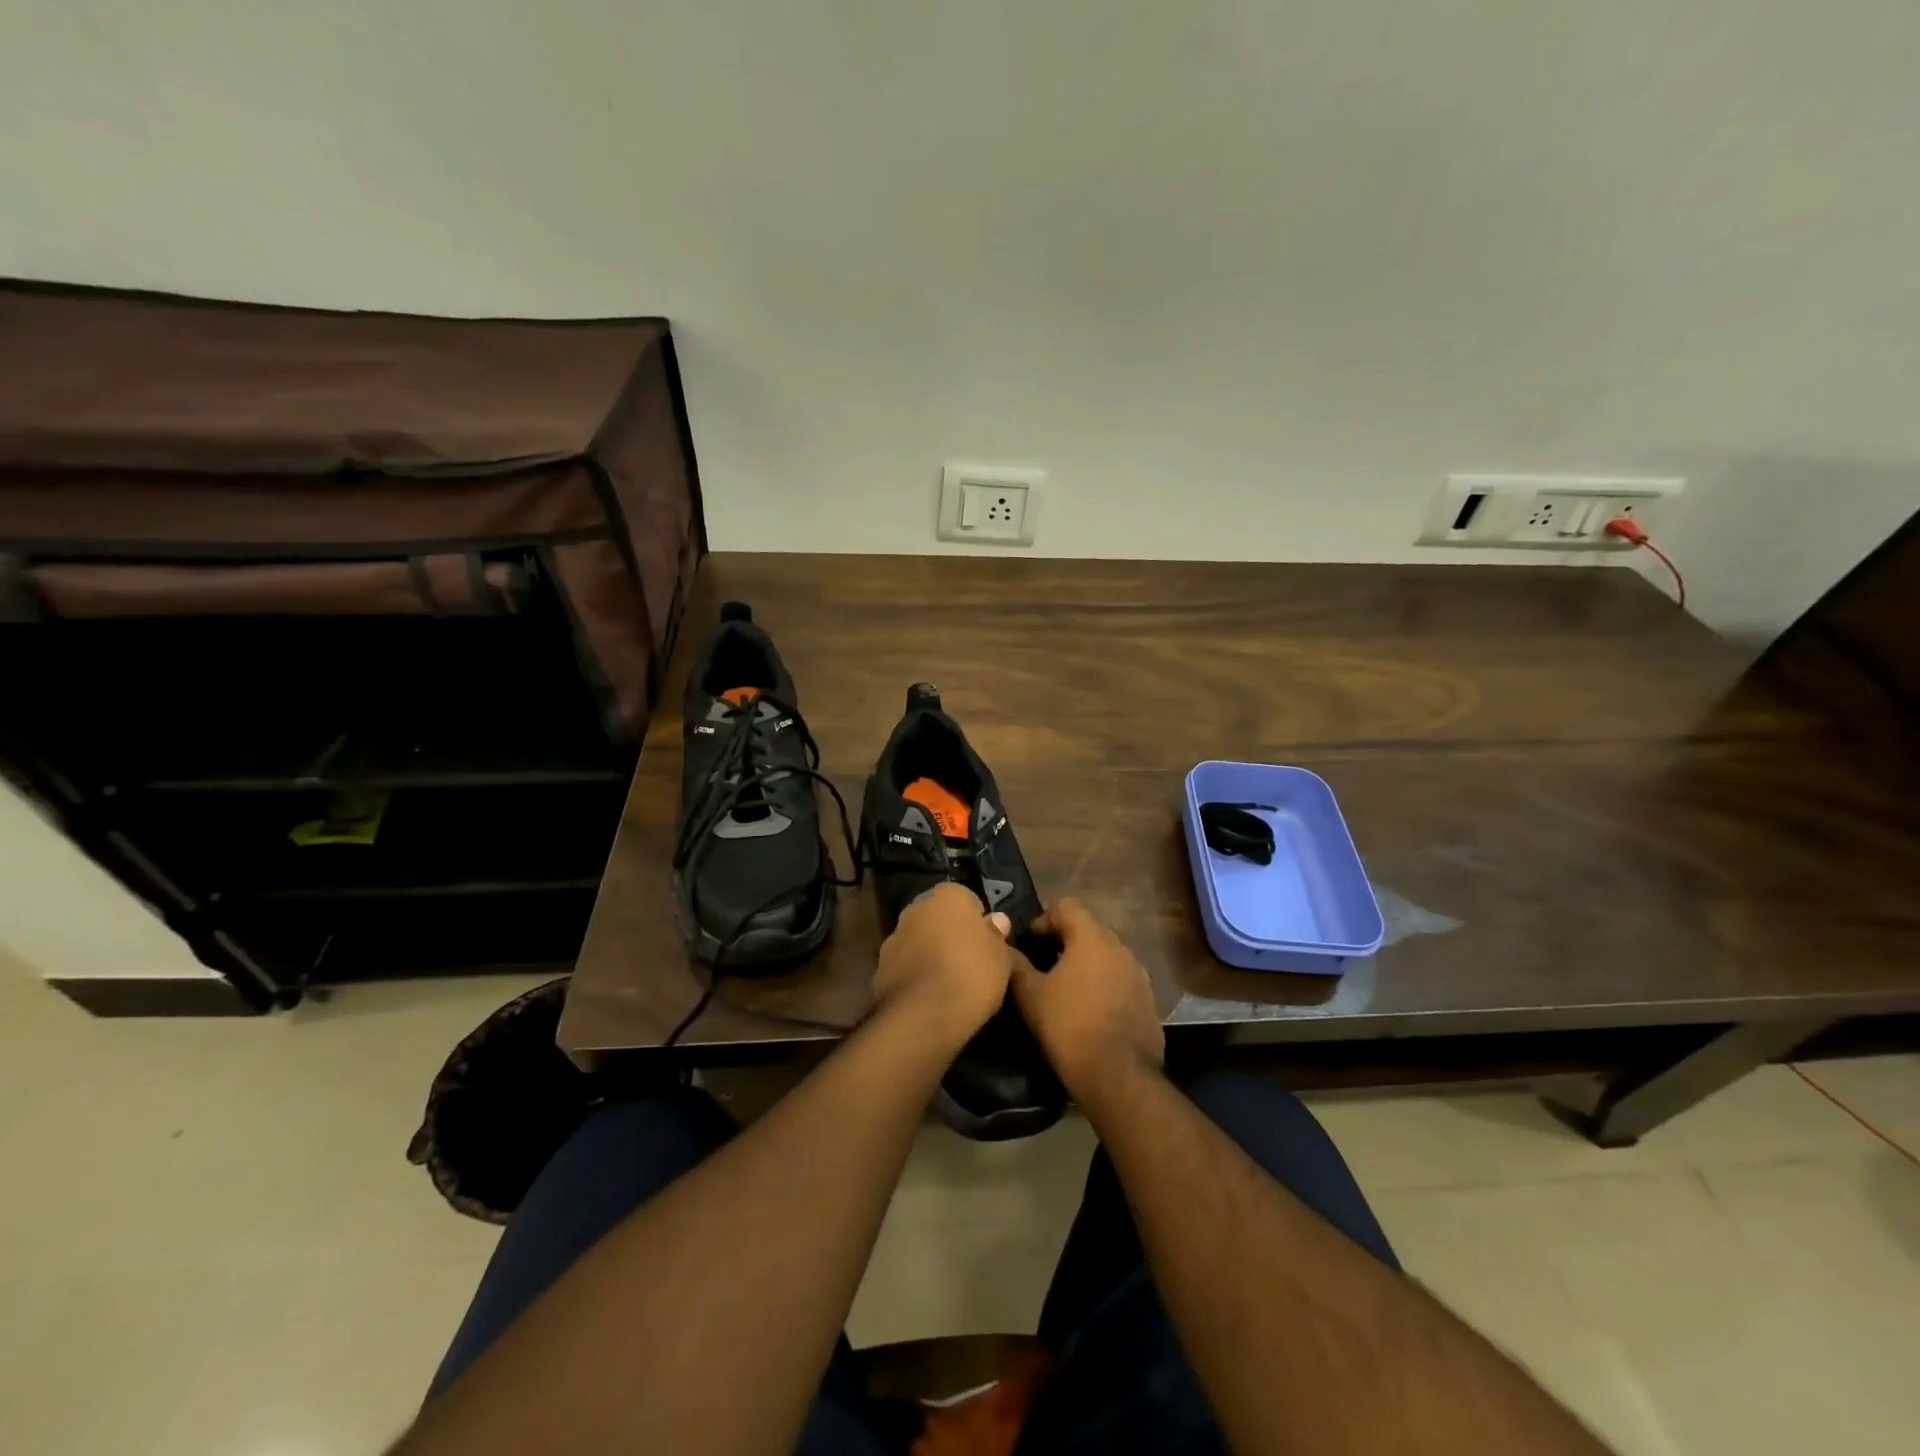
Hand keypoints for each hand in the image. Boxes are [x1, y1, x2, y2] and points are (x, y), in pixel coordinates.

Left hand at [873, 882, 1015, 1047]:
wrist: (923, 1016)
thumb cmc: (971, 974)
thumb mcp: (1000, 956)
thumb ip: (996, 934)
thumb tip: (996, 920)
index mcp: (946, 896)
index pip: (966, 898)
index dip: (977, 921)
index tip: (986, 944)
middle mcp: (915, 909)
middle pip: (938, 918)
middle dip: (950, 934)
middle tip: (969, 962)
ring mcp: (893, 939)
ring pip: (918, 941)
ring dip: (930, 954)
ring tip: (949, 984)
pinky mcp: (879, 969)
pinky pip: (905, 967)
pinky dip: (915, 977)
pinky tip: (929, 998)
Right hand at [1010, 897, 1162, 1101]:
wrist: (1120, 1078)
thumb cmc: (1070, 1028)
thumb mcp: (1031, 996)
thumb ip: (1015, 964)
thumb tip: (1003, 945)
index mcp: (1092, 938)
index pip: (1066, 906)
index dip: (1043, 919)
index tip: (1029, 943)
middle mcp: (1120, 947)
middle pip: (1088, 928)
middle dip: (1065, 940)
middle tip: (1043, 964)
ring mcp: (1139, 974)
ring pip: (1106, 955)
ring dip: (1086, 963)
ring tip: (1065, 988)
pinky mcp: (1149, 1000)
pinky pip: (1120, 979)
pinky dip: (1103, 984)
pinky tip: (1089, 1010)